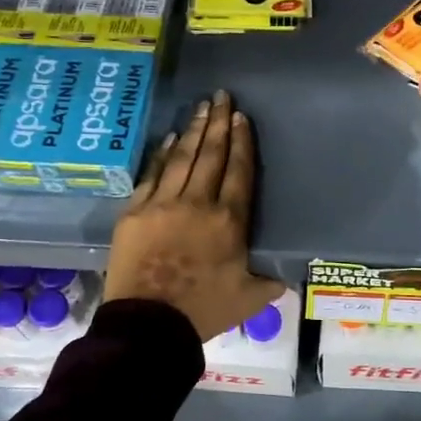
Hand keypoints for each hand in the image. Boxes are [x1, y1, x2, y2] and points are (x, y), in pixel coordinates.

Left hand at [106, 91, 285, 340]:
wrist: (148, 324)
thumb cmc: (203, 311)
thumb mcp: (250, 298)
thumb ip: (270, 281)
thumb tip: (285, 274)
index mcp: (229, 221)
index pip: (239, 171)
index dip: (242, 142)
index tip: (241, 118)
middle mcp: (198, 203)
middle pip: (212, 155)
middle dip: (219, 124)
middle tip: (222, 96)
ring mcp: (163, 204)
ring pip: (183, 158)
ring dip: (195, 130)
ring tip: (202, 107)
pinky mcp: (135, 212)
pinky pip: (152, 174)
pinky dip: (163, 153)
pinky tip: (172, 137)